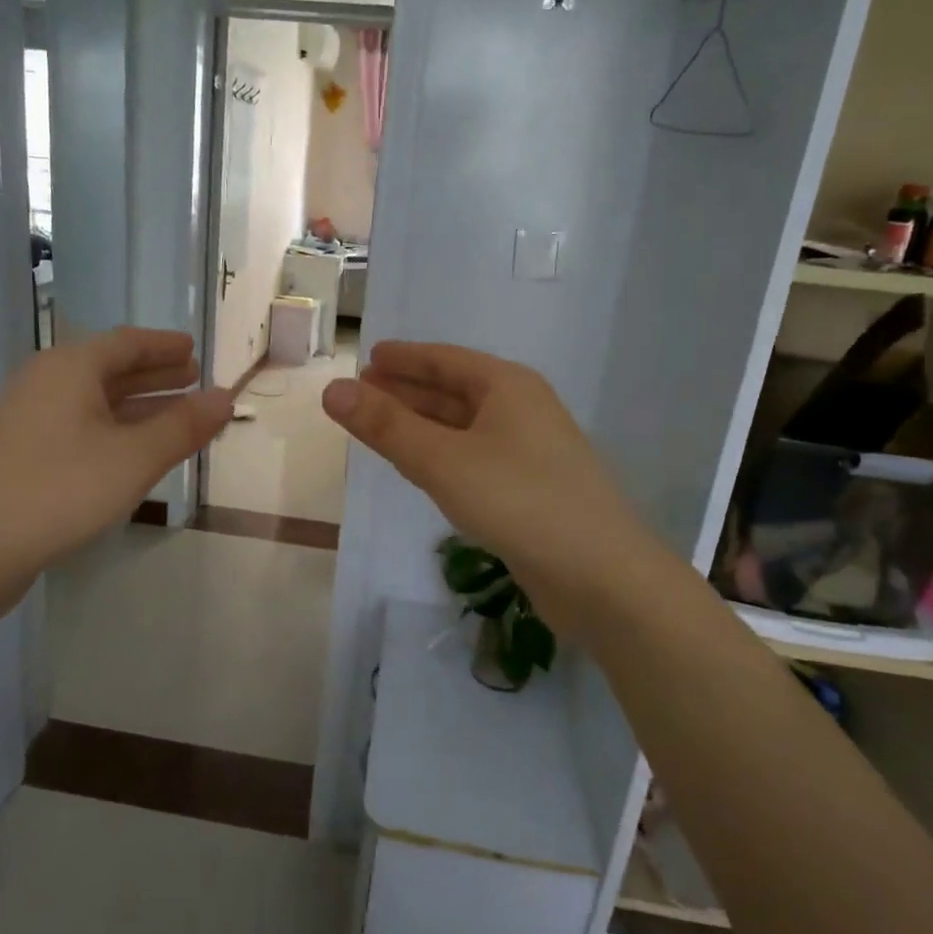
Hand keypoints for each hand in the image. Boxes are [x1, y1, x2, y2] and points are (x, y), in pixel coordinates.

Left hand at [0, 328, 231, 576]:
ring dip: (138, 403)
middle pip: (110, 368)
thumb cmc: (62, 489)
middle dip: (155, 373)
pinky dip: (116, 428)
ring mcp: (31, 418)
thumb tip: (226, 397)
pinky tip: (136, 449)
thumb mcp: (135, 457)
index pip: (127, 343)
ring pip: (96, 400)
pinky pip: (82, 425)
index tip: (195, 350)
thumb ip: (183, 426)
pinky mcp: (25, 452)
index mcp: (70, 368)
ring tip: (177, 412)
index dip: (164, 346)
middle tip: (193, 378)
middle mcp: (47, 382)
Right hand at [321, 341, 646, 625]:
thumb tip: (332, 390)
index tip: (369, 357)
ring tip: (382, 426)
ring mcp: (529, 452)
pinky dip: (443, 455)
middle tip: (362, 393)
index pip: (445, 360)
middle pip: (454, 390)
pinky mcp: (529, 490)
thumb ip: (386, 427)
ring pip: (464, 428)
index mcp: (507, 387)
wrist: (600, 576)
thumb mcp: (443, 461)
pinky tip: (424, 468)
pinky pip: (474, 458)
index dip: (405, 358)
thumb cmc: (519, 501)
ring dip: (423, 425)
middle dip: (408, 391)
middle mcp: (521, 410)